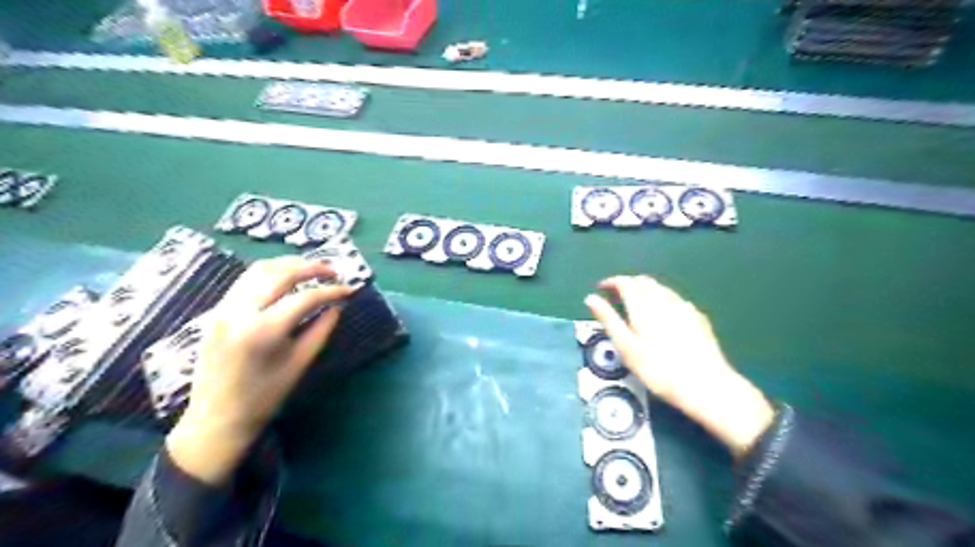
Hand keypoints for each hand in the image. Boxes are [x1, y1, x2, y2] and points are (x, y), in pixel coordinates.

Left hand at [166, 255, 354, 482]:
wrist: (217, 418)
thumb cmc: (265, 395)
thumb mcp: (299, 363)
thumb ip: (321, 329)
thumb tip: (337, 306)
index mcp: (263, 330)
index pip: (305, 297)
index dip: (331, 290)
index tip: (350, 288)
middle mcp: (239, 311)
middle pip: (280, 274)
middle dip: (311, 268)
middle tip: (333, 271)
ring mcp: (223, 308)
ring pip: (259, 270)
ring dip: (288, 265)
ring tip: (311, 269)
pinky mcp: (216, 311)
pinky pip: (245, 281)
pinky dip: (269, 273)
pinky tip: (285, 278)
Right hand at [585, 275, 777, 458]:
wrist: (705, 384)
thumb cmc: (658, 369)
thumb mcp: (626, 346)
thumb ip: (608, 319)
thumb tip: (590, 298)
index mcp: (643, 305)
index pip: (625, 282)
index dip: (611, 282)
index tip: (601, 288)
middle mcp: (664, 299)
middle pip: (644, 282)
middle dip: (628, 284)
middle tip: (616, 297)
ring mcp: (684, 307)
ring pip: (661, 288)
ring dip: (646, 290)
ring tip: (637, 305)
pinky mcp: (698, 317)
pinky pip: (676, 299)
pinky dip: (663, 299)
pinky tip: (664, 314)